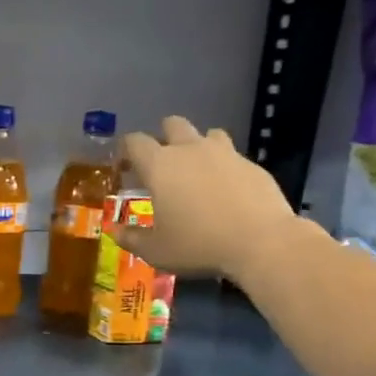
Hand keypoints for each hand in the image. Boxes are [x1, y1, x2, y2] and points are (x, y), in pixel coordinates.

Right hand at [111, 117, 298, 284]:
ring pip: (207, 134)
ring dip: (197, 147)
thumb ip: (131, 238)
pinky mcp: (252, 165)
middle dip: (162, 137)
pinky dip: (223, 168)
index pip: (134, 141)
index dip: (125, 150)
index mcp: (160, 165)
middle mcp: (191, 150)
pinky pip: (232, 157)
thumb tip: (114, 231)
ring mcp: (226, 153)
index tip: (124, 167)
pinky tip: (225, 193)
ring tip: (196, 174)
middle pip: (172, 124)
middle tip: (161, 165)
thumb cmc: (197, 245)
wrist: (261, 242)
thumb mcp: (155, 250)